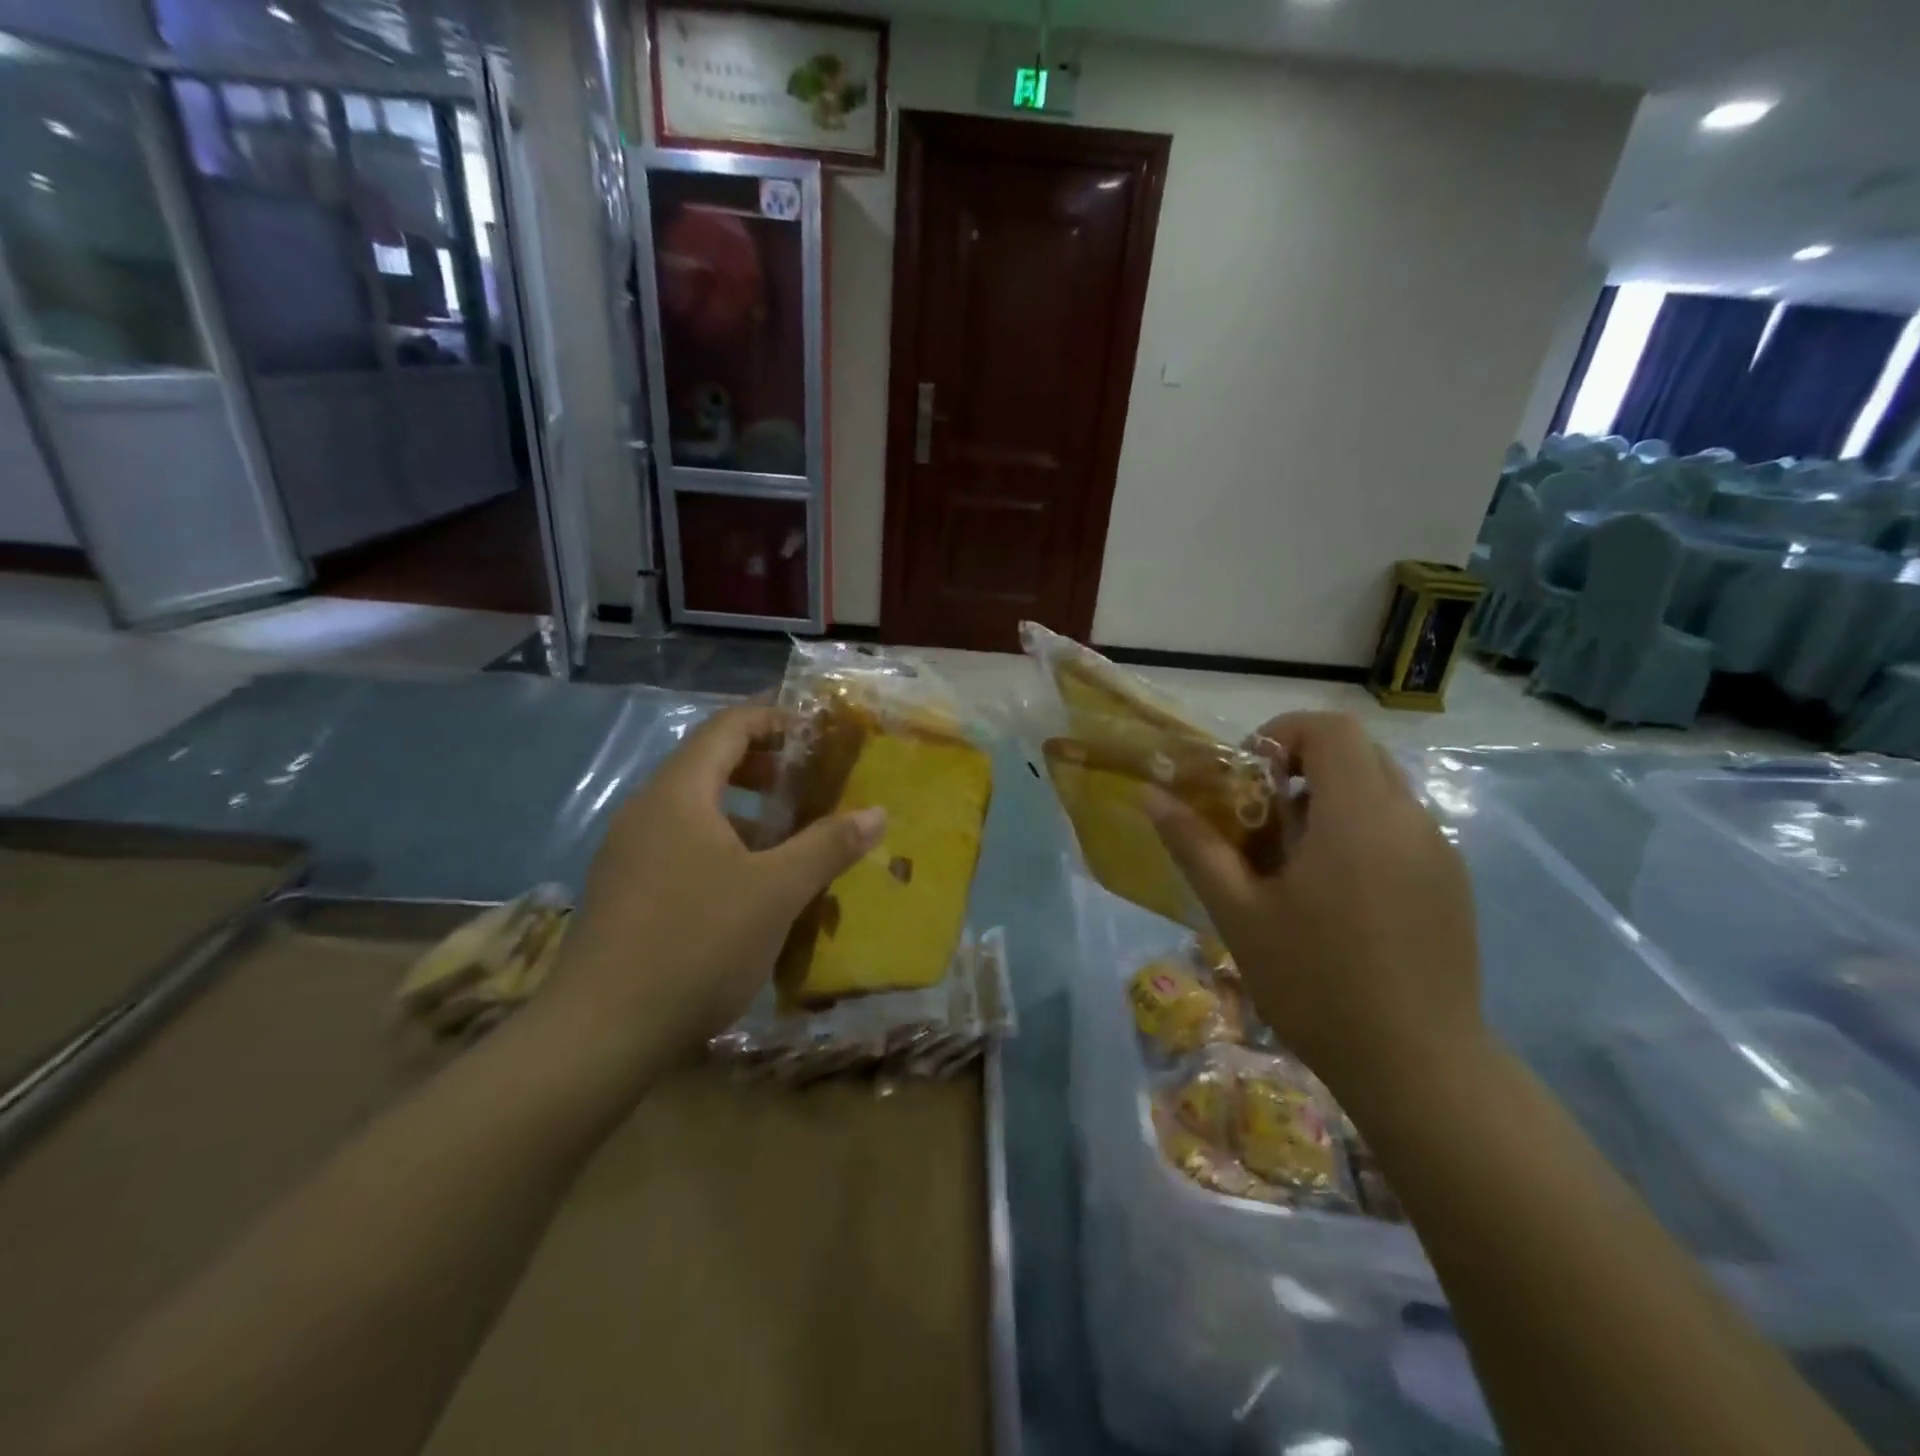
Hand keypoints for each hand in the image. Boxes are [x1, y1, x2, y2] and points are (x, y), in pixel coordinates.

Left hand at [547, 704, 885, 1070]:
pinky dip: (722, 847)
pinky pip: (681, 847)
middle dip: (765, 768)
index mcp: (678, 794)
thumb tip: (877, 812)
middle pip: (709, 765)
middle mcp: (646, 811)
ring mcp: (629, 854)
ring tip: (791, 839)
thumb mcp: (777, 892)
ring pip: (696, 811)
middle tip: (812, 784)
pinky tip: (751, 889)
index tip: (818, 732)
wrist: (599, 1035)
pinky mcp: (624, 893)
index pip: (728, 727)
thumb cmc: (696, 944)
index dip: (774, 718)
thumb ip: (828, 845)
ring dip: (747, 814)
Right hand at [1147, 711, 1484, 1106]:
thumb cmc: (1316, 984)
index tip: (1247, 777)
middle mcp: (1410, 819)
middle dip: (1301, 767)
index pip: (1329, 728)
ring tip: (1294, 859)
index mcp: (1358, 817)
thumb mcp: (1239, 913)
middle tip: (1262, 816)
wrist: (1419, 1068)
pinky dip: (1361, 830)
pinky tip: (1337, 894)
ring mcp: (1440, 851)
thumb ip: (1195, 845)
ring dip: (1331, 800)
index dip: (1281, 733)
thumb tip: (1150, 795)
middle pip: (1357, 752)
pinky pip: (1402, 826)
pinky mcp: (1453, 882)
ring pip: (1381, 789)